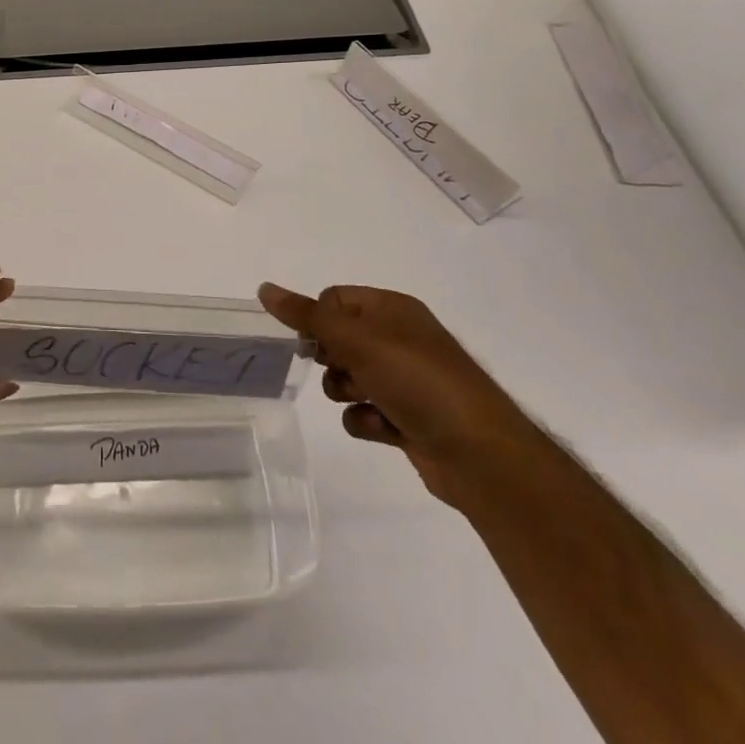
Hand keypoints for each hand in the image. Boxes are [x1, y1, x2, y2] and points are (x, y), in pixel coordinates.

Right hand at [258, 282, 540, 507]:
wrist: (481, 455)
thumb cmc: (418, 382)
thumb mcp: (357, 340)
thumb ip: (308, 316)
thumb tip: (264, 288)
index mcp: (393, 310)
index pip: (335, 299)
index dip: (318, 320)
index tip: (314, 343)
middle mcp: (399, 340)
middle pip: (338, 339)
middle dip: (331, 359)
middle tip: (343, 371)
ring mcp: (405, 381)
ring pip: (347, 378)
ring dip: (345, 392)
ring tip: (365, 402)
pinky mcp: (407, 418)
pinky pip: (363, 412)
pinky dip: (365, 421)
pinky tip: (382, 429)